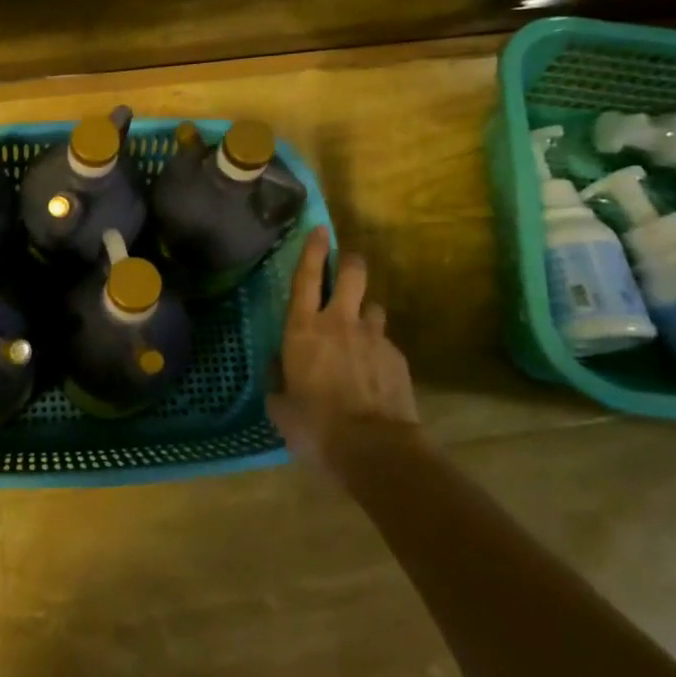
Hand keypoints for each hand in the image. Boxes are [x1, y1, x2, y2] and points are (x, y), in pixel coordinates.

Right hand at [268, 227, 418, 460]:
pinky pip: (385, 343)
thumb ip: (278, 382)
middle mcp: (339, 323)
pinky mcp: (397, 357)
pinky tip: (374, 372)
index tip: (319, 229)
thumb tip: (278, 372)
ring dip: (365, 313)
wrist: (373, 447)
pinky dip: (378, 349)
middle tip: (348, 262)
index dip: (311, 251)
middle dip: (349, 263)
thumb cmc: (315, 423)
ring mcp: (373, 337)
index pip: (305, 278)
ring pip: (372, 308)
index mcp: (302, 329)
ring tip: (361, 330)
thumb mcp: (282, 406)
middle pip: (350, 275)